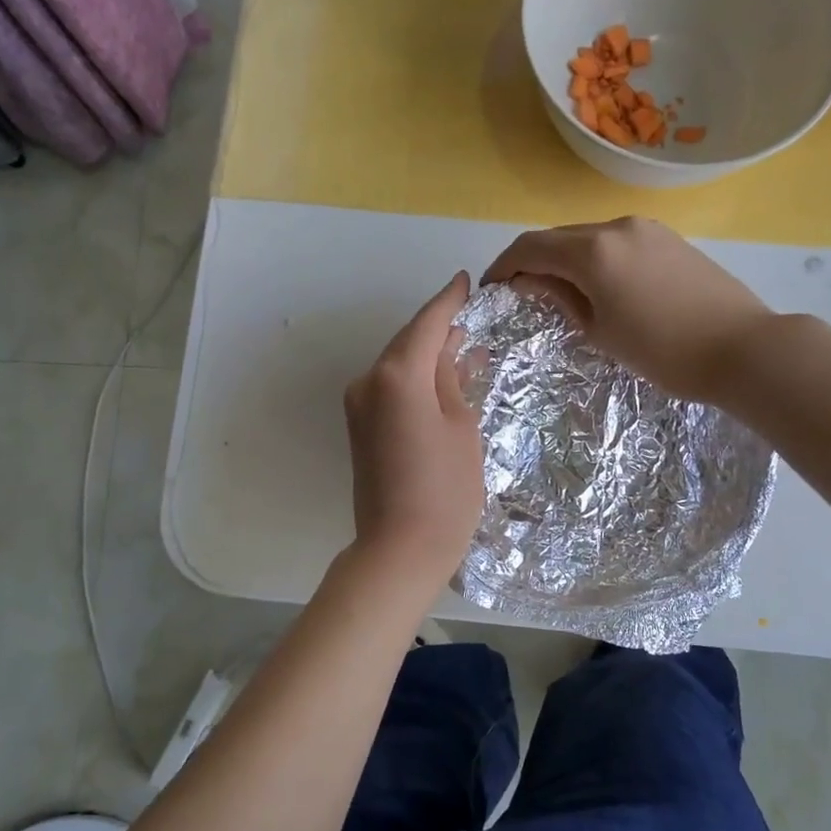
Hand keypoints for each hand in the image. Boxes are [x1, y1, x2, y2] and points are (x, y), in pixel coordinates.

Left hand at [344, 272, 484, 585]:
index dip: (448, 301)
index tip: (464, 281)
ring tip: (465, 348)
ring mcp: (359, 405)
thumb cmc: (445, 490)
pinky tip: (443, 380)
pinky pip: (391, 389)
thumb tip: (451, 352)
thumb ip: (453, 380)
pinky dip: (416, 380)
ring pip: (399, 366)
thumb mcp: (462, 427)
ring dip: (428, 356)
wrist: (399, 549)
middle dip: (439, 329)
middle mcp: (369, 381)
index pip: (427, 323)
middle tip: (471, 317)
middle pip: (408, 342)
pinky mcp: (360, 427)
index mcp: (397, 374)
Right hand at [483, 217, 770, 404]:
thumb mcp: (600, 331)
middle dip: (533, 261)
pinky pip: (616, 241)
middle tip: (522, 294)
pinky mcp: (669, 238)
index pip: (530, 247)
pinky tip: (600, 286)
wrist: (743, 348)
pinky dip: (595, 258)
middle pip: (558, 237)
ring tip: (561, 294)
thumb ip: (561, 298)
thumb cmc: (663, 351)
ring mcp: (647, 229)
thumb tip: (530, 281)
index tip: (492, 289)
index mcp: (593, 251)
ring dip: (565, 259)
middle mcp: (616, 226)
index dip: (504, 266)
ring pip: (588, 237)